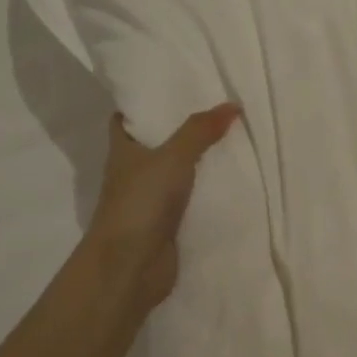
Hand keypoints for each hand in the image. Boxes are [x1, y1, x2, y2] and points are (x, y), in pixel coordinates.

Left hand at [84, 105, 239, 314]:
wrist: (129, 268)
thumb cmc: (140, 203)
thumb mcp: (172, 158)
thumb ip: (200, 131)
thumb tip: (232, 105)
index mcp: (122, 150)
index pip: (125, 118)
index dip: (143, 103)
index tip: (173, 88)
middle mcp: (133, 172)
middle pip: (156, 143)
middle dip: (182, 129)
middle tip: (217, 108)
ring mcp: (149, 200)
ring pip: (176, 172)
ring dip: (198, 160)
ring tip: (234, 138)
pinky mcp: (167, 224)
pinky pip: (191, 199)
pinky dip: (207, 191)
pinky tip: (233, 179)